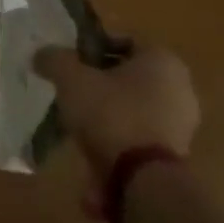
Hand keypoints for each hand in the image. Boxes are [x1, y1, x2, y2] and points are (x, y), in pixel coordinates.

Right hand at [35, 40, 199, 204]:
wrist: (143, 181)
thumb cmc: (111, 115)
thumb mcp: (71, 79)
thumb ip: (54, 60)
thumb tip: (41, 55)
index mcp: (162, 60)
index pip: (123, 40)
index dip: (92, 47)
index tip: (70, 61)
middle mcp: (180, 88)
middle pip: (128, 76)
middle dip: (99, 83)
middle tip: (71, 91)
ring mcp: (182, 124)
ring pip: (132, 108)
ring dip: (106, 115)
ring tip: (77, 126)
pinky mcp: (175, 155)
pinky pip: (137, 137)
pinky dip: (117, 142)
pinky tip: (92, 152)